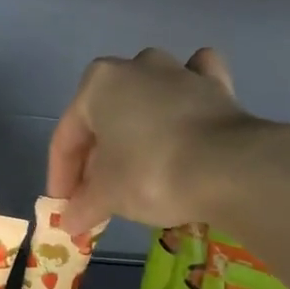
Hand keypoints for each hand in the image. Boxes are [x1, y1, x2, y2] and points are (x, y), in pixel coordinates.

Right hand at [47, 47, 250, 234]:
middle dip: (97, 156)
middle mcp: (136, 66)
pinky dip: (185, 99)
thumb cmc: (150, 174)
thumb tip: (70, 222)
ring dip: (135, 126)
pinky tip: (182, 116)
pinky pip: (192, 87)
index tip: (64, 207)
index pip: (67, 137)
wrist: (228, 169)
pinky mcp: (217, 85)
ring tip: (134, 163)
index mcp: (98, 84)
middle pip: (105, 117)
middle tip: (96, 194)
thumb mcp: (106, 196)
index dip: (61, 176)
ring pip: (146, 98)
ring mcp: (180, 71)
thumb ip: (83, 206)